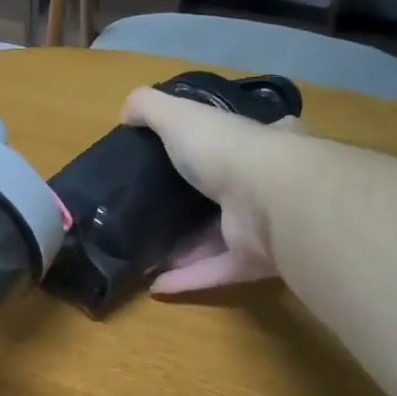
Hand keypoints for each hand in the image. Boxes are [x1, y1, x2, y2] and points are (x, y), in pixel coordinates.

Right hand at [121, 87, 308, 295]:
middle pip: (231, 195)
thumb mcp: (181, 116)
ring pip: (223, 239)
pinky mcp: (259, 262)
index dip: (217, 148)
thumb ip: (151, 109)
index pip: (244, 141)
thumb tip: (125, 110)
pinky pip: (218, 270)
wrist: (271, 200)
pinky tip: (157, 286)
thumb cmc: (228, 150)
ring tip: (147, 253)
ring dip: (187, 249)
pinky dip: (189, 279)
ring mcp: (267, 226)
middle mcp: (271, 184)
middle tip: (157, 213)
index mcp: (262, 144)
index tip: (186, 159)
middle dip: (196, 206)